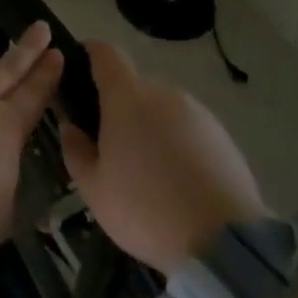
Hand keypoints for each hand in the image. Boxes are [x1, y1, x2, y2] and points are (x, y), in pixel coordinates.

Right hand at [58, 42, 268, 273]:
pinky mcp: (225, 138)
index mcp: (127, 97)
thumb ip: (75, 151)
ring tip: (148, 173)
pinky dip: (178, 146)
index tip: (79, 72)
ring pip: (163, 110)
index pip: (105, 53)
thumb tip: (71, 127)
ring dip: (150, 128)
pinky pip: (189, 131)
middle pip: (134, 86)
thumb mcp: (94, 189)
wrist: (227, 244)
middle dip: (119, 107)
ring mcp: (199, 114)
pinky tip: (178, 184)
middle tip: (111, 147)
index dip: (90, 54)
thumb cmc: (146, 209)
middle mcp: (164, 93)